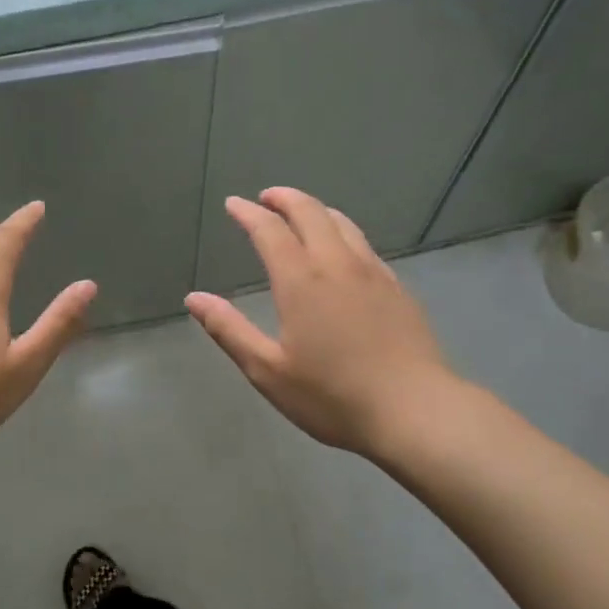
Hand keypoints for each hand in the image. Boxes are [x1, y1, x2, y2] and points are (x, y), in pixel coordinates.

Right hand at [186, 188, 452, 460]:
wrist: (414, 410)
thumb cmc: (332, 396)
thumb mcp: (268, 370)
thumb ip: (229, 330)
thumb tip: (194, 298)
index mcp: (301, 281)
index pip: (270, 230)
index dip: (249, 213)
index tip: (234, 204)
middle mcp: (338, 264)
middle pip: (310, 212)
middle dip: (285, 198)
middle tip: (267, 198)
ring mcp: (373, 273)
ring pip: (343, 223)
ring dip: (316, 209)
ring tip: (302, 213)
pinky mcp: (397, 288)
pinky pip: (364, 245)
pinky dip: (343, 232)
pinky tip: (344, 251)